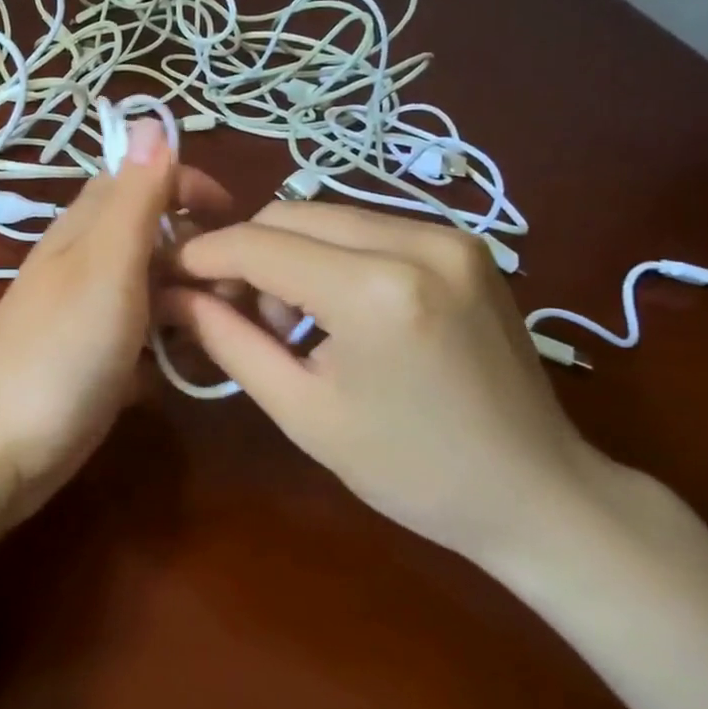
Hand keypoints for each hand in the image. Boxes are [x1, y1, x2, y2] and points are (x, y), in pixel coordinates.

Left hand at [0, 119, 229, 527]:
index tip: (235, 219)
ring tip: (220, 334)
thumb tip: (150, 117)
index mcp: (85, 229)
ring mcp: (88, 316)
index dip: (187, 186)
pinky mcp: (93, 362)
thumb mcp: (106, 266)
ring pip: (152, 291)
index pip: (139, 179)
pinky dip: (168, 349)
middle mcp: (85, 264)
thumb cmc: (58, 352)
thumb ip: (134, 198)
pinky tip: (183, 372)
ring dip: (189, 303)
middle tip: (239, 291)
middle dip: (198, 253)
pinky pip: (143, 340)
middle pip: (152, 237)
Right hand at [163, 203, 604, 564]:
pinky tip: (336, 308)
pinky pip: (365, 226)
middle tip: (234, 311)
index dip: (203, 255)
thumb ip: (228, 341)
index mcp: (375, 291)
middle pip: (288, 215)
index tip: (168, 274)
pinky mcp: (463, 241)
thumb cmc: (411, 470)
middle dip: (245, 255)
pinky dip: (330, 255)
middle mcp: (416, 240)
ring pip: (325, 215)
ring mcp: (448, 234)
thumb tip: (173, 296)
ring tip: (290, 321)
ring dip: (287, 254)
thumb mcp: (302, 412)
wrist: (539, 493)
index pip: (258, 244)